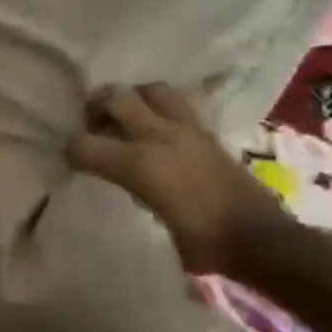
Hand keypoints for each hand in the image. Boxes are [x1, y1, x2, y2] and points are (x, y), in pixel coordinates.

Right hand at [67, 82, 290, 274]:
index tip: (68, 160)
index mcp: (140, 162)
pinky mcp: (208, 133)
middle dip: (96, 106)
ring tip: (127, 119)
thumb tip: (104, 171)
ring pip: (150, 90)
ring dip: (133, 98)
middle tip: (93, 125)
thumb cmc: (201, 241)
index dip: (70, 150)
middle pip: (116, 96)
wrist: (262, 241)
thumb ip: (123, 184)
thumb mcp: (150, 216)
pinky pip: (177, 104)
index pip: (84, 143)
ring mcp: (187, 129)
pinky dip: (160, 108)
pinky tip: (157, 130)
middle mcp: (160, 135)